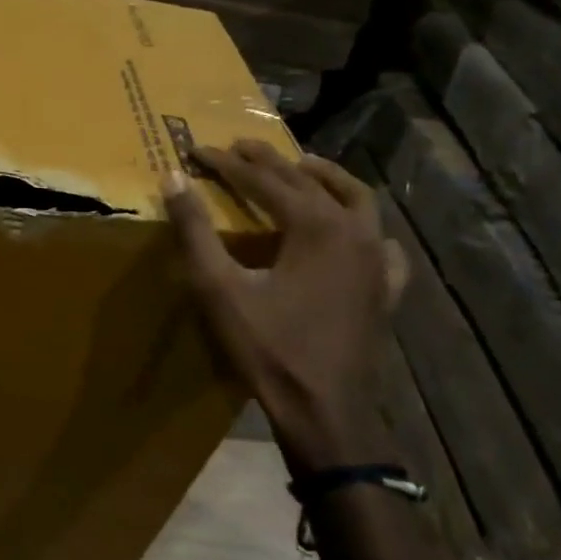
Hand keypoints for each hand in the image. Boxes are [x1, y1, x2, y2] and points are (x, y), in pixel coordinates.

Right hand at [163, 142, 407, 478]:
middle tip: (238, 148)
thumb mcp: (219, 287)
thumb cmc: (268, 348)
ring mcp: (378, 260)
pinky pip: (382, 243)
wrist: (325, 411)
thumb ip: (195, 230)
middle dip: (269, 161)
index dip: (227, 163)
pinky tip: (355, 232)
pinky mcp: (387, 289)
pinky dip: (364, 227)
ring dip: (325, 178)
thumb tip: (173, 178)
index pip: (264, 180)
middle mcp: (354, 231)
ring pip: (357, 200)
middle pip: (308, 181)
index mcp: (315, 225)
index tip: (198, 149)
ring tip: (301, 167)